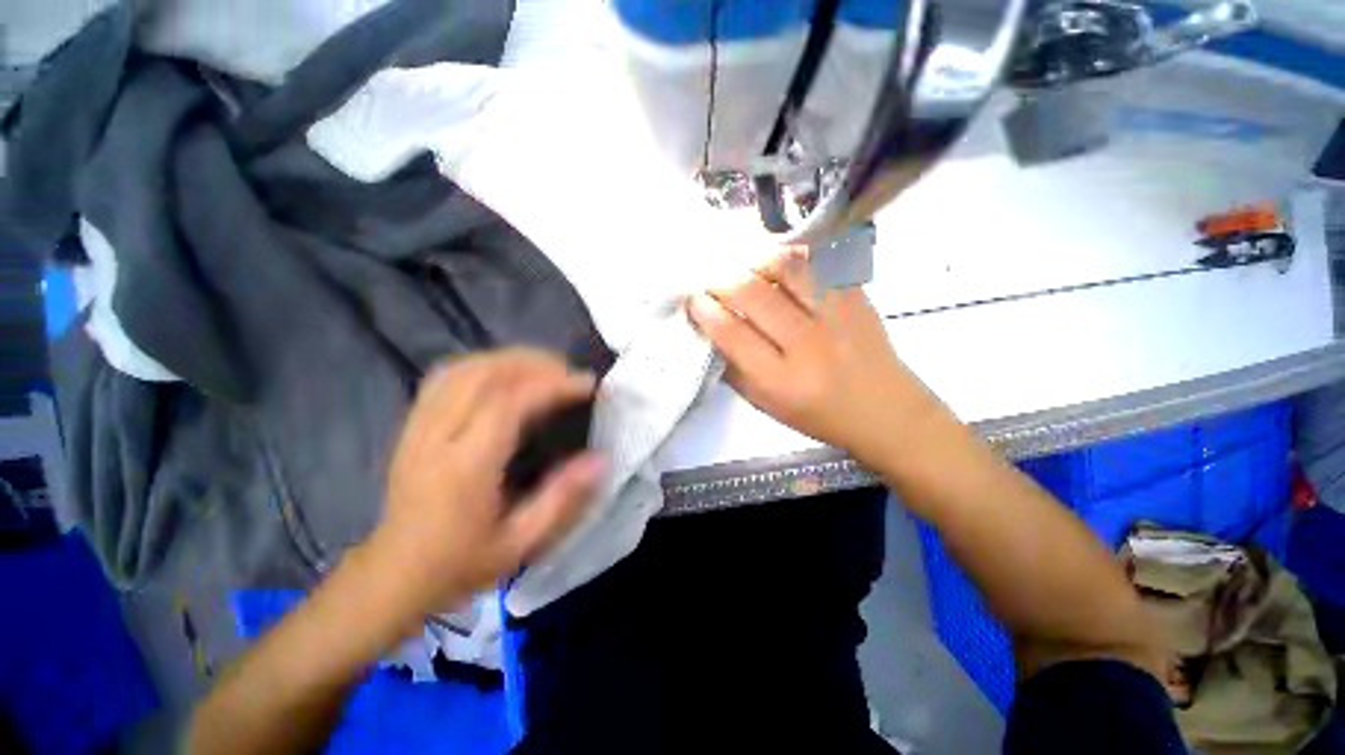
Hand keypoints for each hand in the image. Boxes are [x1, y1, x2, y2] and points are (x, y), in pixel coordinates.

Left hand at [364, 349, 604, 621]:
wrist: (393, 575)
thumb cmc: (461, 562)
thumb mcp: (520, 543)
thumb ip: (562, 499)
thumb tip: (600, 459)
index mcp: (464, 467)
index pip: (508, 404)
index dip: (552, 385)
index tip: (587, 383)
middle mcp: (436, 436)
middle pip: (484, 374)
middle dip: (534, 363)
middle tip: (570, 372)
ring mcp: (418, 426)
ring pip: (463, 368)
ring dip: (510, 359)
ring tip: (545, 369)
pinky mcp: (412, 423)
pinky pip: (446, 376)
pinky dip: (483, 365)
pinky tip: (505, 374)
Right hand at [686, 249, 936, 464]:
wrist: (885, 410)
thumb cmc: (818, 415)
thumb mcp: (767, 405)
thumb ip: (735, 369)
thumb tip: (709, 331)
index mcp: (781, 380)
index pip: (731, 332)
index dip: (704, 310)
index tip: (692, 299)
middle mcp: (807, 344)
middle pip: (752, 293)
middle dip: (721, 280)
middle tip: (711, 281)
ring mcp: (836, 314)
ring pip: (784, 268)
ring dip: (753, 262)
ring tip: (743, 270)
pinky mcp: (856, 296)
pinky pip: (816, 261)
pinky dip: (789, 257)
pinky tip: (777, 265)